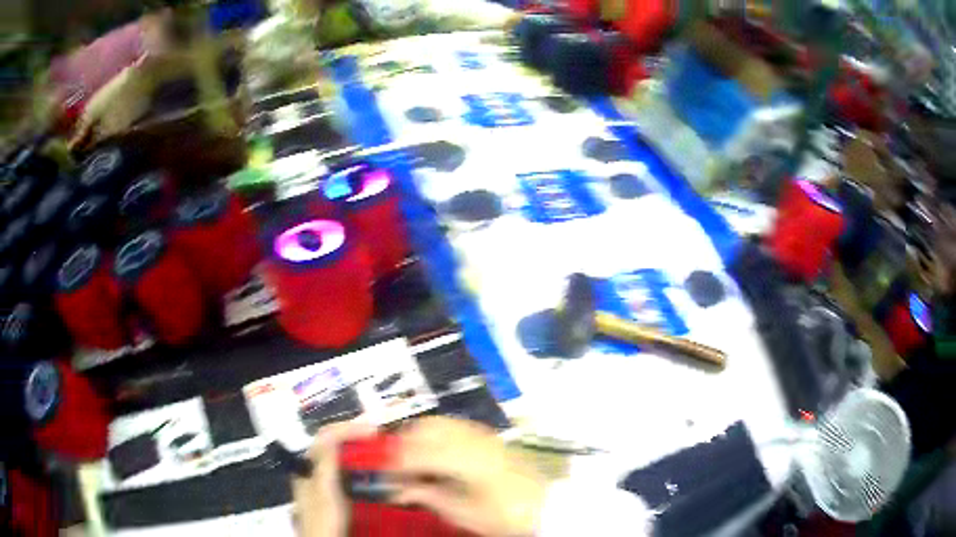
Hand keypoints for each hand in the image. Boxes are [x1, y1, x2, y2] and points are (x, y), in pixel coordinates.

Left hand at [293, 421, 376, 536]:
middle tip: (377, 435)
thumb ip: (326, 463)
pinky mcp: (332, 491)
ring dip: (357, 447)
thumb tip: (333, 435)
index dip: (348, 429)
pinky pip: (344, 468)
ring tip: (377, 446)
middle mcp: (312, 469)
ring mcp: (322, 480)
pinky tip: (371, 468)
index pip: (326, 436)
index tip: (372, 432)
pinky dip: (359, 463)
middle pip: (331, 442)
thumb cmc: (323, 520)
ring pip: (338, 454)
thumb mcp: (325, 491)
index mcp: (306, 465)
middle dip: (354, 435)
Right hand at [392, 417, 545, 536]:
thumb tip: (396, 489)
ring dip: (417, 437)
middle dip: (402, 444)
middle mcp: (473, 438)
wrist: (546, 506)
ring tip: (411, 461)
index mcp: (466, 460)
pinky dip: (434, 434)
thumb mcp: (463, 513)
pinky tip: (433, 454)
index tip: (383, 476)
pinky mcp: (488, 434)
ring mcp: (483, 433)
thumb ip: (427, 496)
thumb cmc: (504, 515)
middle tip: (394, 467)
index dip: (394, 463)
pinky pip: (452, 425)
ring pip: (438, 423)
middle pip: (425, 428)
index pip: (417, 452)